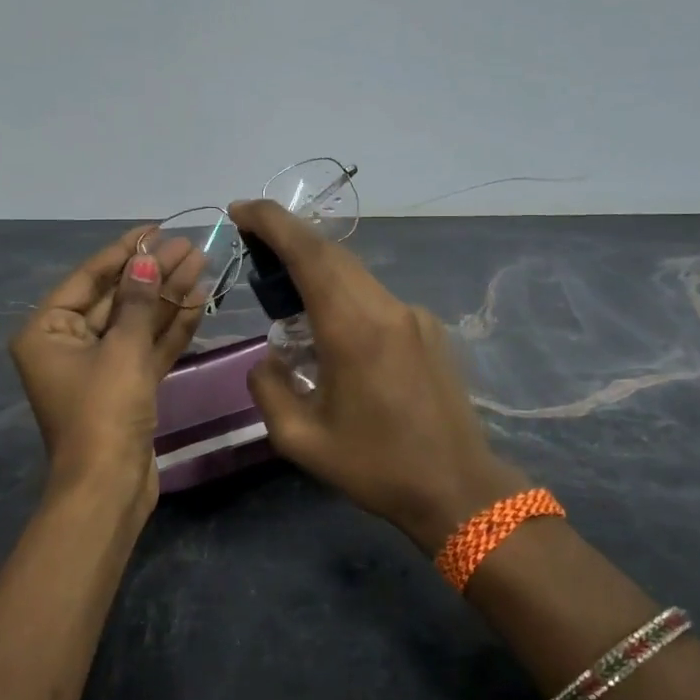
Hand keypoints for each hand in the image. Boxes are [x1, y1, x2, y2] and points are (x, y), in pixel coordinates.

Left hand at [9, 228, 204, 522]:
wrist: (109, 488)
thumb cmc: (104, 412)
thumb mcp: (121, 350)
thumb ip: (138, 301)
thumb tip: (146, 260)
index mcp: (47, 331)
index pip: (89, 278)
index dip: (124, 251)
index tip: (156, 229)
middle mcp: (69, 344)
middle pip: (116, 298)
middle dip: (153, 273)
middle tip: (190, 246)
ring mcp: (100, 368)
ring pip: (136, 322)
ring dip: (167, 296)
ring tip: (201, 263)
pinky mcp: (126, 388)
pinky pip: (147, 348)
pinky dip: (170, 327)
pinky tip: (198, 299)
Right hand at [228, 200, 527, 551]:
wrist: (458, 489)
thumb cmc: (376, 467)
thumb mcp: (301, 440)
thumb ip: (269, 390)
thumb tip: (269, 360)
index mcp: (354, 330)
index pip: (309, 254)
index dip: (273, 222)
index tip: (240, 210)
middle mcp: (387, 309)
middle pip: (332, 254)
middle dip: (289, 237)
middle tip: (252, 243)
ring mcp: (414, 316)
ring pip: (355, 273)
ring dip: (316, 267)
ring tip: (284, 288)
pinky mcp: (429, 329)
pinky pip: (375, 298)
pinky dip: (343, 294)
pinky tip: (330, 327)